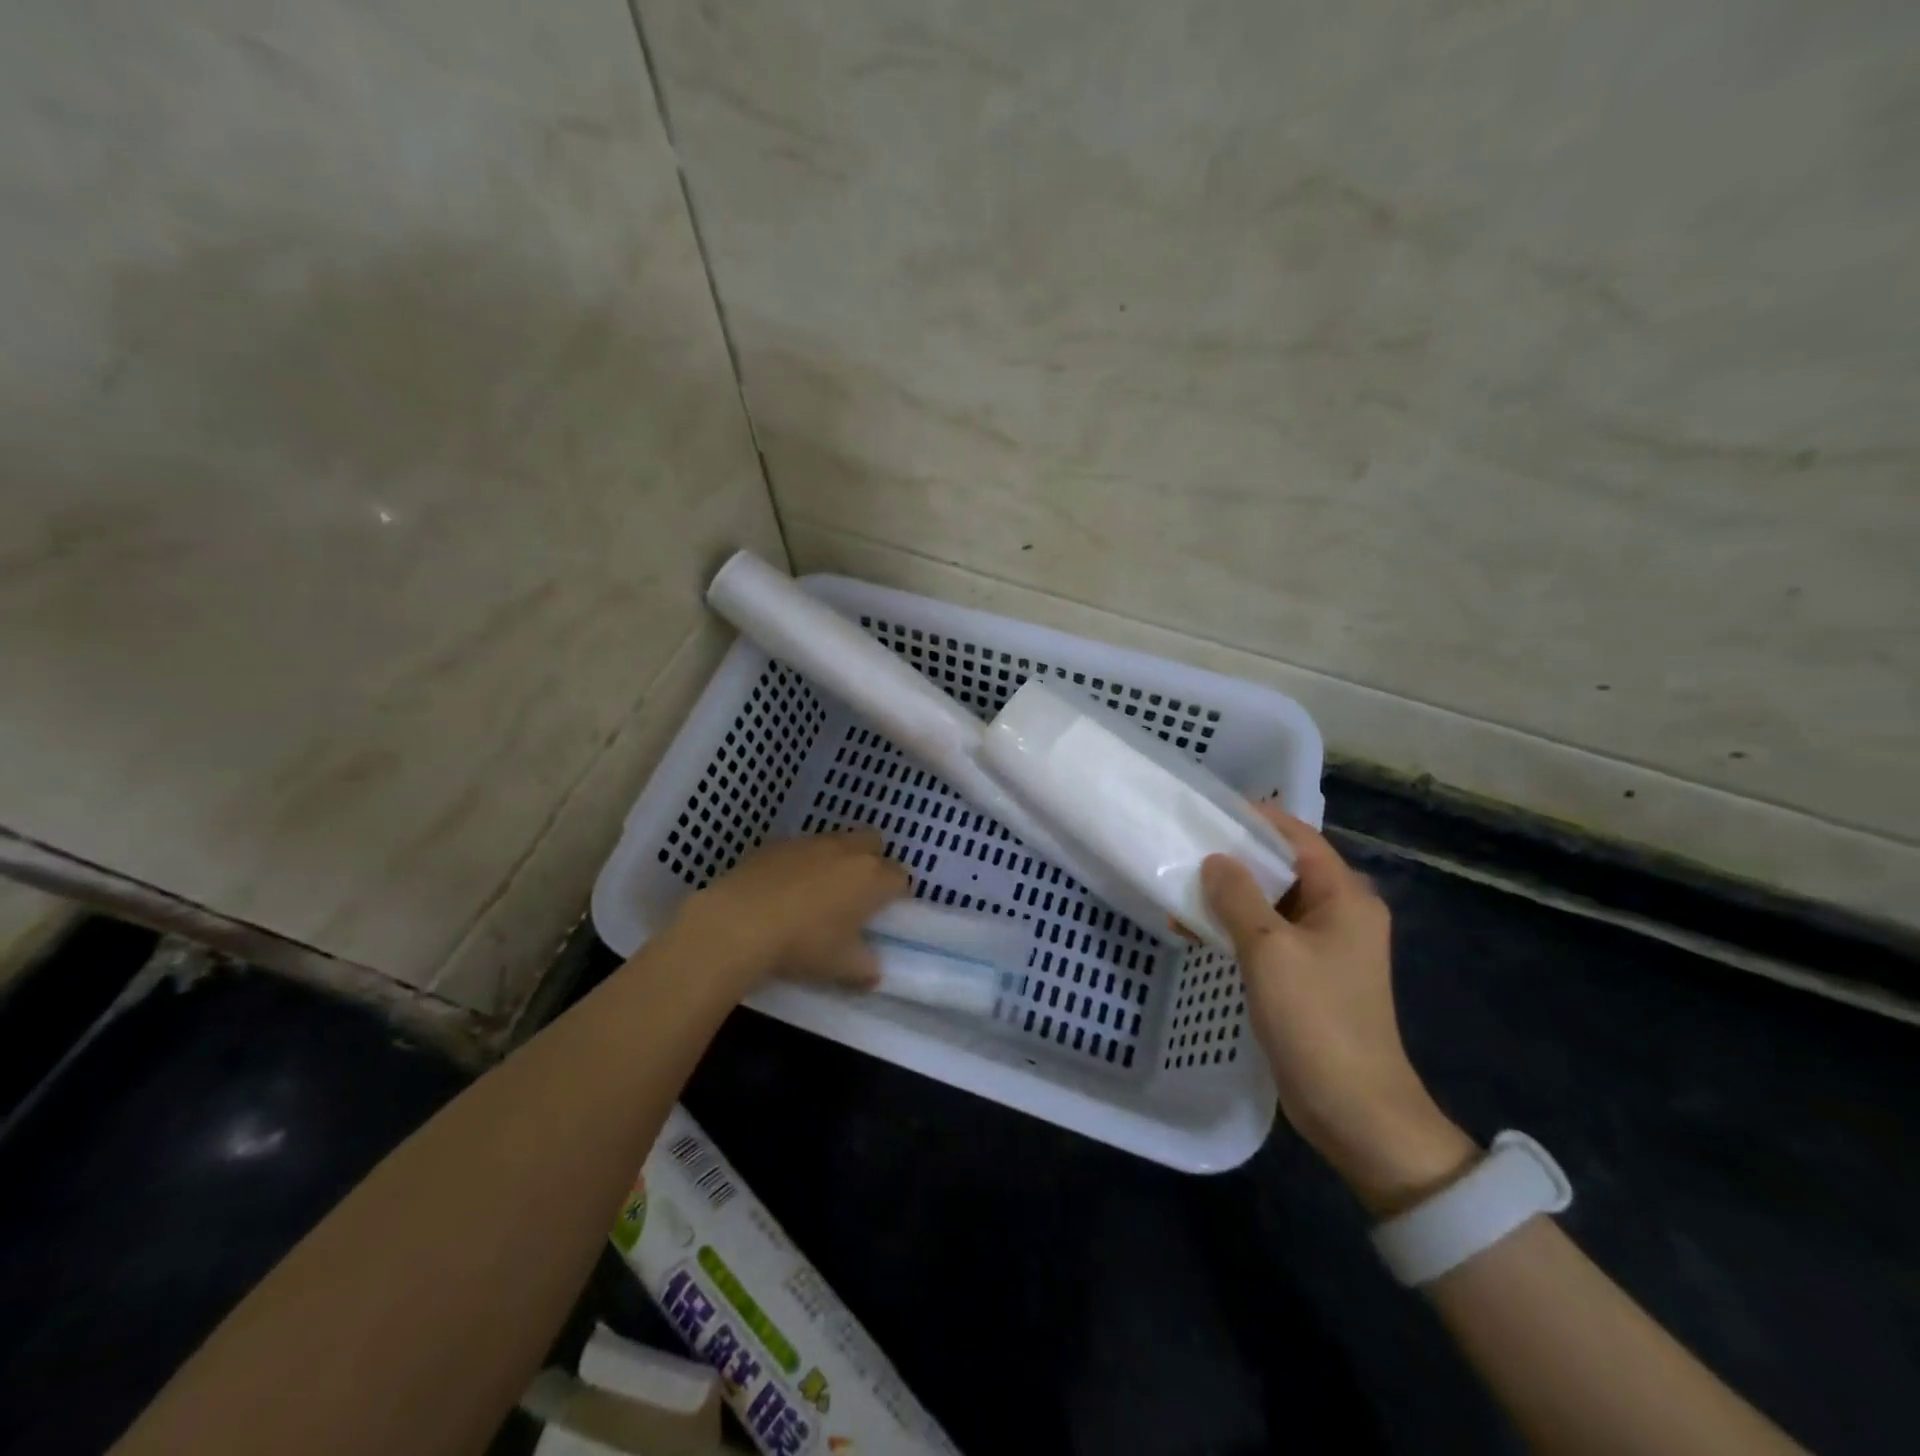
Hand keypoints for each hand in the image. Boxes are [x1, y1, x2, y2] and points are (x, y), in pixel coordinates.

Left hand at [667, 829, 908, 994]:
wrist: (738, 922)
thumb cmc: (802, 944)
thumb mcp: (840, 967)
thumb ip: (865, 968)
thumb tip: (873, 972)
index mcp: (871, 878)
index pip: (900, 877)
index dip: (896, 895)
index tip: (883, 915)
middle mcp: (846, 851)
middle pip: (874, 843)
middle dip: (871, 862)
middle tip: (857, 894)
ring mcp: (810, 842)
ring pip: (837, 841)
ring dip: (836, 860)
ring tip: (818, 892)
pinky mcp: (777, 843)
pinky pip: (801, 848)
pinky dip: (801, 863)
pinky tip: (784, 888)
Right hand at [1202, 808, 1475, 1213]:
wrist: (1355, 1110)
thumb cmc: (1316, 1019)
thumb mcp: (1270, 950)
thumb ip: (1238, 897)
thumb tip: (1216, 860)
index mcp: (1345, 897)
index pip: (1298, 838)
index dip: (1255, 820)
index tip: (1208, 811)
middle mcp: (1340, 914)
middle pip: (1283, 869)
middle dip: (1234, 860)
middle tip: (1185, 849)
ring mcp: (1324, 948)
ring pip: (1271, 904)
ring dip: (1229, 897)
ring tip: (1181, 890)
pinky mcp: (1308, 977)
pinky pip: (1268, 936)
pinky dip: (1235, 928)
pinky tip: (1196, 930)